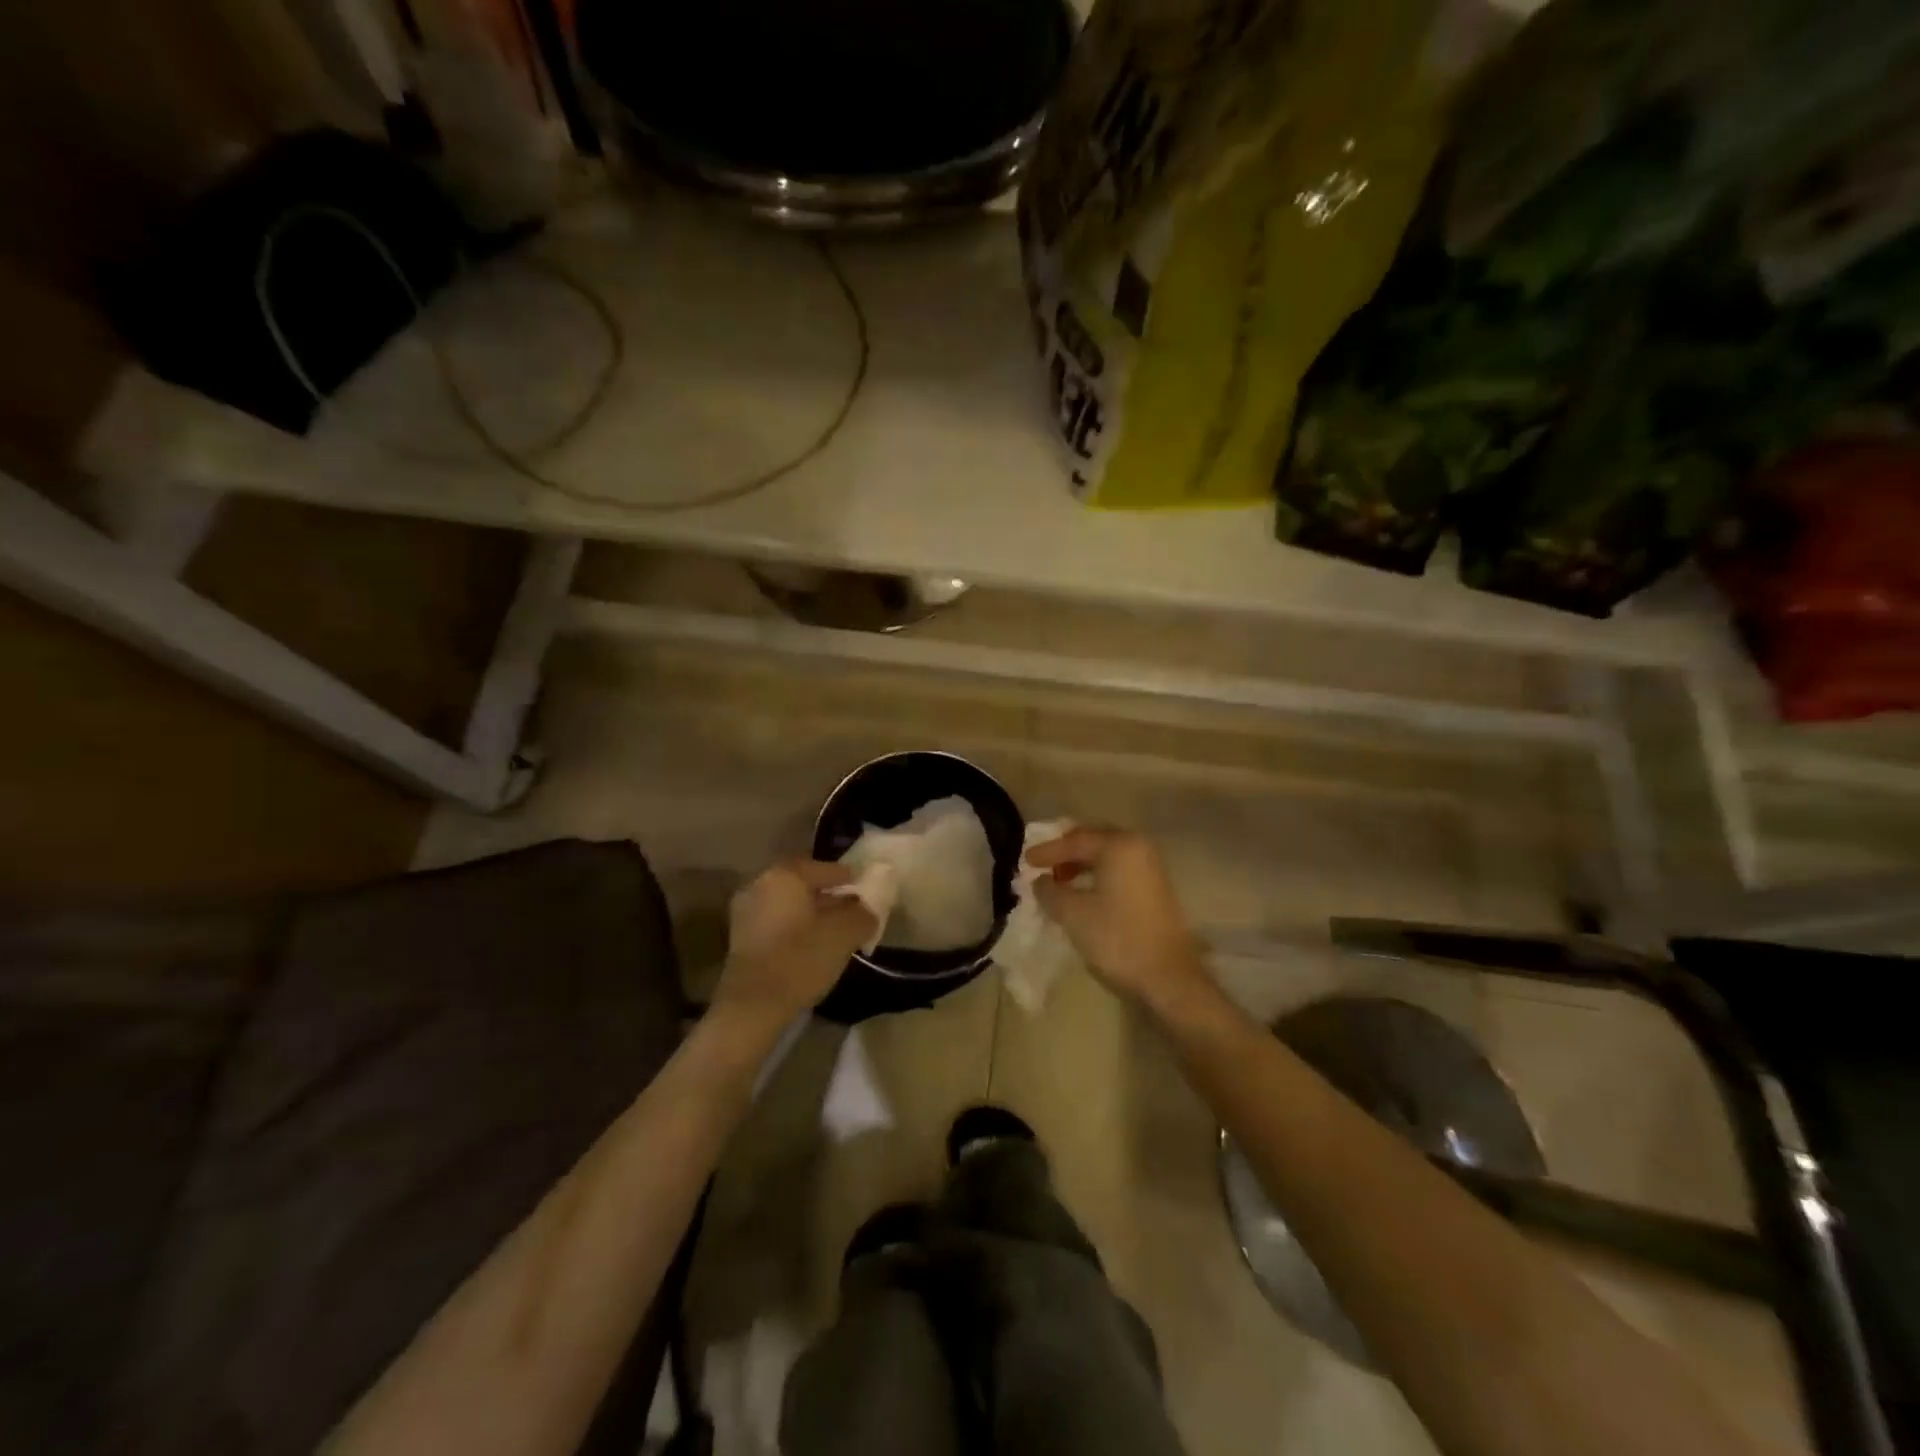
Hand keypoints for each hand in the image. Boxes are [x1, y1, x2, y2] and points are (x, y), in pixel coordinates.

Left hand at [715, 859, 876, 1025]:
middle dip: (828, 895)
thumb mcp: (844, 934)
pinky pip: (777, 922)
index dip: (848, 877)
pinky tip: (812, 945)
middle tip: (852, 908)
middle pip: (803, 884)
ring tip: (835, 929)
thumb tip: (867, 910)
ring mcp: (746, 912)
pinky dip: (795, 927)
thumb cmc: (801, 959)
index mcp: (785, 875)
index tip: (865, 886)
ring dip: (811, 913)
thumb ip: (862, 914)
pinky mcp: (740, 939)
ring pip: (788, 904)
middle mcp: (760, 884)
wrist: (753, 1006)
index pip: (824, 868)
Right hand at [1027, 827, 1209, 1014]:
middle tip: (1042, 864)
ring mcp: (1151, 868)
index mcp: (1119, 846)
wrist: (1168, 977)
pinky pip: (1118, 871)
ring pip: (1107, 856)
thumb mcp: (1073, 914)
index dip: (1047, 851)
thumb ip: (1050, 891)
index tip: (1025, 861)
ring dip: (1081, 865)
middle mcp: (1138, 848)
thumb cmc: (1117, 938)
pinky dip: (1097, 876)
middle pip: (1094, 841)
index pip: (1075, 841)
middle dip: (1066, 852)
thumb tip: (1040, 881)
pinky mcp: (1155, 889)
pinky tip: (1082, 893)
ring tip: (1058, 881)